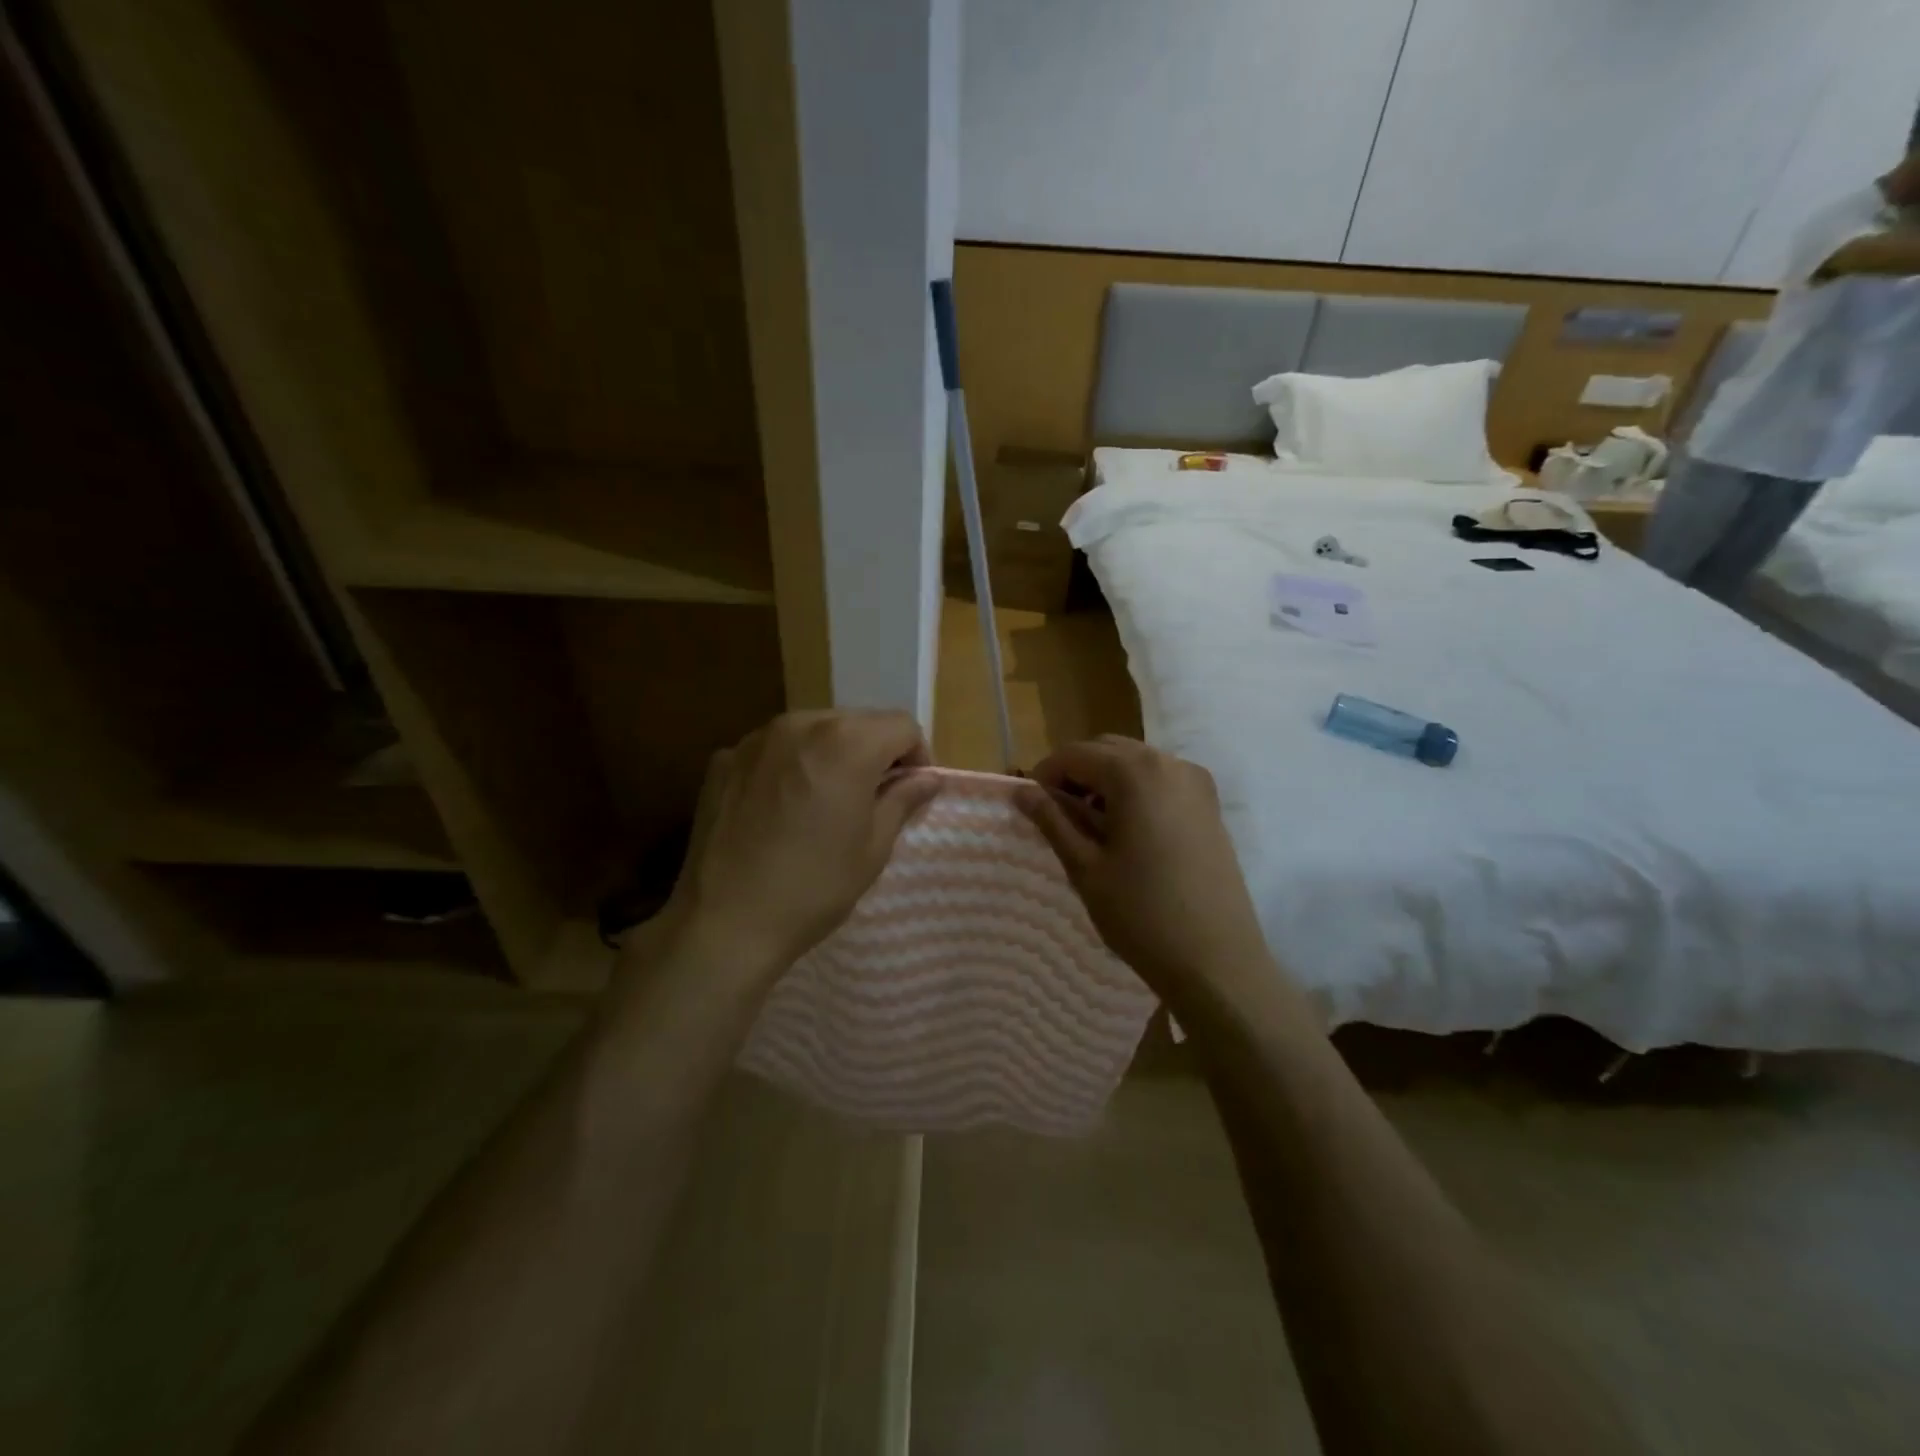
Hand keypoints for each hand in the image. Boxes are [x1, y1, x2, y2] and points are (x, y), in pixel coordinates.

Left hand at [658, 710, 940, 977]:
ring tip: (823, 801)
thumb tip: (927, 779)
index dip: (916, 756)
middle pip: (856, 722)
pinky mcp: (724, 760)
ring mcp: (755, 739)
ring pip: (812, 730)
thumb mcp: (873, 847)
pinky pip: (773, 749)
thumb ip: (903, 800)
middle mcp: (801, 724)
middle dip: (873, 752)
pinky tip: (780, 809)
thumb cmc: (813, 887)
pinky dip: (788, 765)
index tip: (909, 791)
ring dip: (830, 754)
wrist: (724, 922)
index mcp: (846, 743)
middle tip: (870, 798)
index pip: (901, 725)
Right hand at [1014, 736, 1271, 999]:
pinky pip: (1162, 780)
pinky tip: (1128, 831)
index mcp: (1134, 773)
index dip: (1045, 775)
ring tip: (1091, 825)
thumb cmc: (1141, 914)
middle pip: (1107, 750)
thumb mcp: (1085, 867)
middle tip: (1057, 814)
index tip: (1029, 806)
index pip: (1075, 754)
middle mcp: (1168, 763)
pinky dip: (1136, 791)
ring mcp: (1196, 783)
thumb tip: (1022, 792)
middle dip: (1076, 773)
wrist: (1216, 960)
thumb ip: (1052, 821)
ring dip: (1106, 781)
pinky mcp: (1210, 806)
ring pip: (1136, 762)